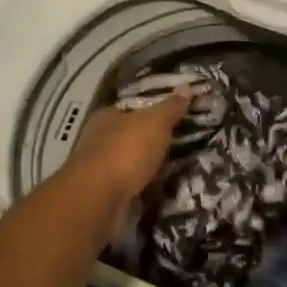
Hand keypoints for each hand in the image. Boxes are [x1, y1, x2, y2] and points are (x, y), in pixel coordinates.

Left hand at [67, 90, 189, 202]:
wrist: (100, 199)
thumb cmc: (126, 151)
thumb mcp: (155, 123)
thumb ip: (170, 108)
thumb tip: (186, 87)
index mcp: (107, 117)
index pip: (132, 109)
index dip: (153, 111)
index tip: (176, 117)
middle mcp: (99, 141)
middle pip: (131, 136)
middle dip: (152, 141)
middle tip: (183, 143)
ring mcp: (101, 170)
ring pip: (131, 163)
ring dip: (150, 167)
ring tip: (179, 168)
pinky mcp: (106, 195)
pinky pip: (132, 187)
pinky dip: (146, 188)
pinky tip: (164, 190)